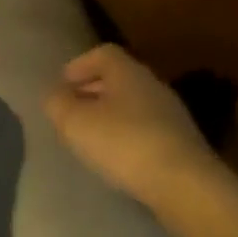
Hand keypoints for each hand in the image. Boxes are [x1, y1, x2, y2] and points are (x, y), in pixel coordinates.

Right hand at [43, 44, 217, 209]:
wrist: (183, 183)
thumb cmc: (124, 143)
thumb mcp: (77, 123)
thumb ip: (59, 104)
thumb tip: (54, 94)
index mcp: (128, 72)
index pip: (103, 54)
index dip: (80, 65)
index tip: (62, 83)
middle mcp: (152, 85)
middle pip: (119, 78)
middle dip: (92, 90)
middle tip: (71, 110)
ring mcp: (170, 114)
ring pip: (132, 104)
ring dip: (109, 114)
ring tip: (89, 136)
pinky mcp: (179, 142)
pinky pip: (145, 128)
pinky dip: (125, 134)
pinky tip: (116, 156)